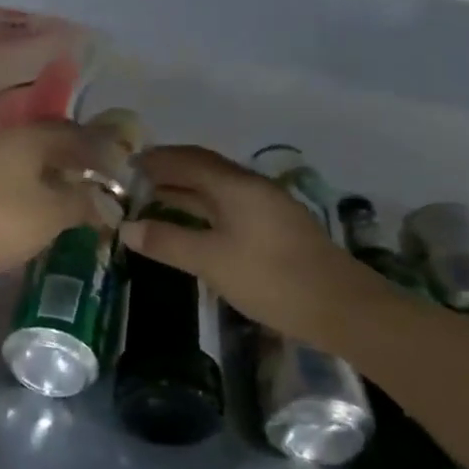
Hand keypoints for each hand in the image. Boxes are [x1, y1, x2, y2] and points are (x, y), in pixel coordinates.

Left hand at [0, 121, 111, 280]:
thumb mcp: (51, 214)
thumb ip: (81, 203)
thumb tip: (104, 200)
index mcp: (29, 137)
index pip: (73, 133)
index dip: (98, 148)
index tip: (115, 166)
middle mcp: (3, 139)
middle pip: (46, 143)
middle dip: (72, 160)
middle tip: (93, 181)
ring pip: (23, 160)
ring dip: (46, 174)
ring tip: (65, 196)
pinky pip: (4, 177)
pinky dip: (24, 188)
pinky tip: (30, 207)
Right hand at [120, 146, 371, 343]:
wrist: (342, 309)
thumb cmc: (271, 278)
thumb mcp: (211, 261)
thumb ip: (167, 241)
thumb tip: (126, 228)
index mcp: (236, 186)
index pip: (188, 161)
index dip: (157, 159)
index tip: (127, 162)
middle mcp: (252, 188)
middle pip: (204, 169)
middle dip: (170, 170)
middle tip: (135, 179)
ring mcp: (267, 208)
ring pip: (217, 188)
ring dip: (186, 189)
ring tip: (153, 197)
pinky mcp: (275, 229)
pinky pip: (228, 205)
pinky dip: (203, 207)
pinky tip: (192, 222)